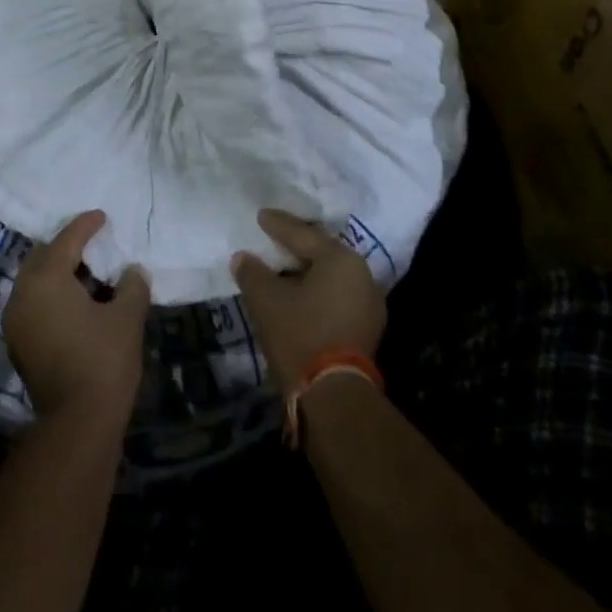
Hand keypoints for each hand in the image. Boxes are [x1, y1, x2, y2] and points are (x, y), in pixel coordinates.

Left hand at [5, 210, 148, 426]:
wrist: (77, 425)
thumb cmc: (103, 361)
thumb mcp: (127, 317)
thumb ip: (131, 285)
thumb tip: (132, 271)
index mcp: (45, 278)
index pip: (66, 240)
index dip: (86, 225)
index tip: (102, 216)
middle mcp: (22, 293)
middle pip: (43, 257)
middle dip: (67, 247)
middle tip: (93, 246)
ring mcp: (15, 321)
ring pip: (35, 282)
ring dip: (58, 273)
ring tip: (87, 276)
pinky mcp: (18, 345)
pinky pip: (33, 304)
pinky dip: (51, 296)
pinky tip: (75, 305)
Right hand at [231, 209, 385, 392]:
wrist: (334, 395)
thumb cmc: (300, 334)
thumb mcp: (266, 299)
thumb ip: (252, 272)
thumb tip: (242, 258)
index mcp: (341, 259)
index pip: (304, 234)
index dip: (278, 224)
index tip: (261, 216)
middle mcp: (362, 275)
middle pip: (321, 253)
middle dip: (296, 247)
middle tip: (274, 238)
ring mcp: (369, 305)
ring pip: (331, 277)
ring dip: (307, 273)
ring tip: (283, 268)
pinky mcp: (367, 330)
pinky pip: (337, 297)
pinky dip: (317, 293)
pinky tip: (298, 296)